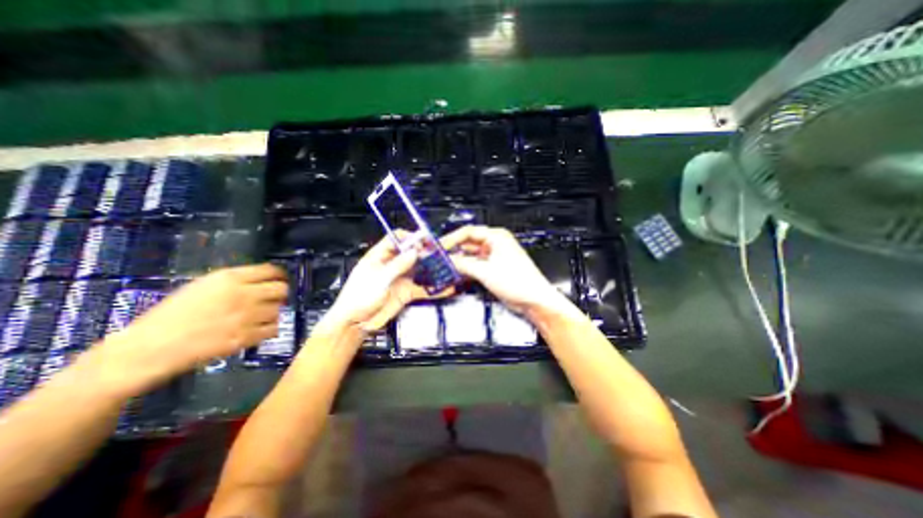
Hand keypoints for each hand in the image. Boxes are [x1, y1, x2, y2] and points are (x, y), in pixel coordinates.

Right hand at [95, 262, 284, 392]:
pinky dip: (269, 329)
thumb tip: (262, 280)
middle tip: (272, 299)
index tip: (279, 280)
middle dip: (280, 293)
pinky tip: (257, 329)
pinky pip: (274, 329)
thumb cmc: (172, 314)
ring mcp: (247, 317)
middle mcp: (243, 294)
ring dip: (272, 313)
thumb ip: (235, 281)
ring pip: (279, 310)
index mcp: (230, 278)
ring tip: (258, 317)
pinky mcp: (246, 337)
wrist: (149, 348)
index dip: (279, 275)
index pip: (271, 270)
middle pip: (282, 289)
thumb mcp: (202, 286)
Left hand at [324, 233, 451, 333]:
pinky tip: (445, 288)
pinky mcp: (406, 292)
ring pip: (420, 269)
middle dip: (426, 252)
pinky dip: (434, 289)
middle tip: (440, 253)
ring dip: (432, 268)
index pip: (397, 240)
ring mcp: (401, 279)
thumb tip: (414, 252)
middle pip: (412, 253)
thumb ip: (397, 265)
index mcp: (380, 256)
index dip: (410, 238)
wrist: (355, 323)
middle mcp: (392, 265)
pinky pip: (423, 288)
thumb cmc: (358, 298)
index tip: (423, 241)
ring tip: (447, 267)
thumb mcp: (379, 279)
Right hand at [439, 224, 569, 314]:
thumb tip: (450, 260)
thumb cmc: (519, 282)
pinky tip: (457, 273)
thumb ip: (464, 264)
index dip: (452, 238)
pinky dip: (466, 269)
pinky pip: (475, 265)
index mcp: (496, 237)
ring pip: (471, 255)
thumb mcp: (486, 271)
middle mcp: (495, 244)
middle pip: (468, 243)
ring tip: (445, 266)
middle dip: (454, 250)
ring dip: (459, 261)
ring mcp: (494, 257)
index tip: (440, 246)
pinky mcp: (493, 268)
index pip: (468, 232)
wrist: (533, 299)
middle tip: (440, 257)